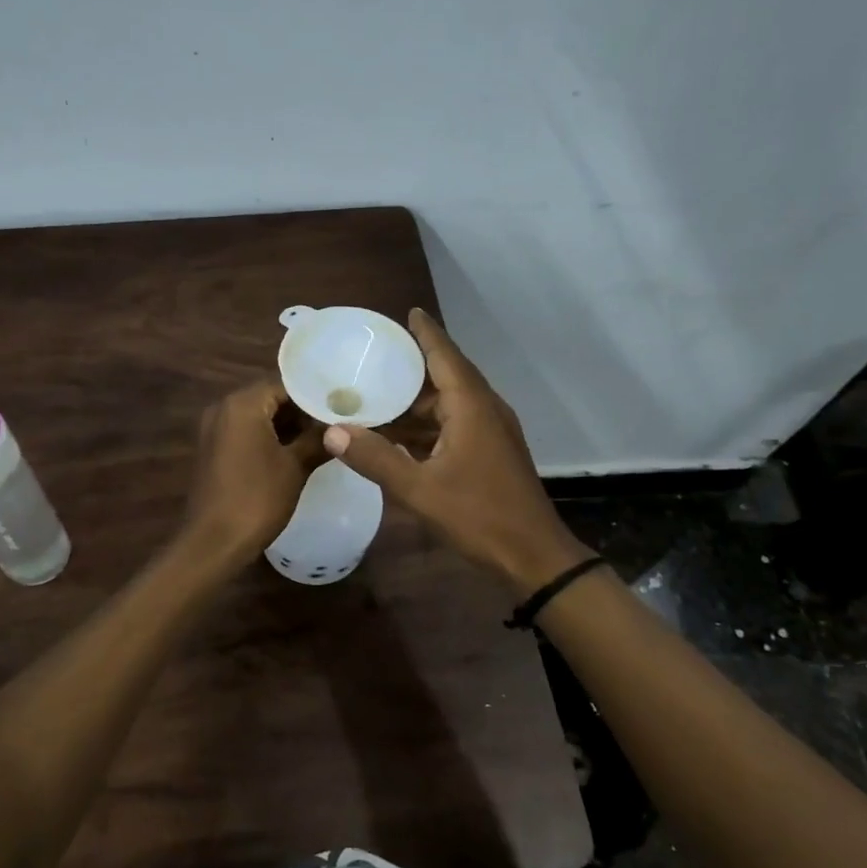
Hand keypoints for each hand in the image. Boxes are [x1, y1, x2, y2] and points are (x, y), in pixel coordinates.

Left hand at [180, 379, 323, 564]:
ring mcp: (214, 429)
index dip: (314, 395)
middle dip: (302, 411)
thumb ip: (318, 440)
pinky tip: (295, 453)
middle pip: (270, 398)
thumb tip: (341, 428)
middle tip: (335, 423)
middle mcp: (224, 408)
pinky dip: (269, 438)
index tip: (341, 407)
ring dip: (287, 425)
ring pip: (258, 416)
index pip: (285, 384)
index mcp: (243, 404)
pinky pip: (245, 432)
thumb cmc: (257, 499)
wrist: (213, 542)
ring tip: (322, 439)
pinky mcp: (213, 450)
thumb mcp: (295, 467)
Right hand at [322, 310, 589, 591]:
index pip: (445, 355)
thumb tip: (333, 431)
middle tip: (375, 357)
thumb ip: (376, 459)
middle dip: (414, 365)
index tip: (408, 311)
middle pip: (447, 376)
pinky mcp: (493, 452)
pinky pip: (457, 423)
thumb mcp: (419, 489)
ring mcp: (493, 432)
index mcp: (472, 406)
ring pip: (451, 403)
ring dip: (418, 400)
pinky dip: (430, 424)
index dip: (426, 333)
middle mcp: (485, 409)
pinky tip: (402, 436)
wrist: (534, 555)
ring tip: (378, 394)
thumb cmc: (479, 516)